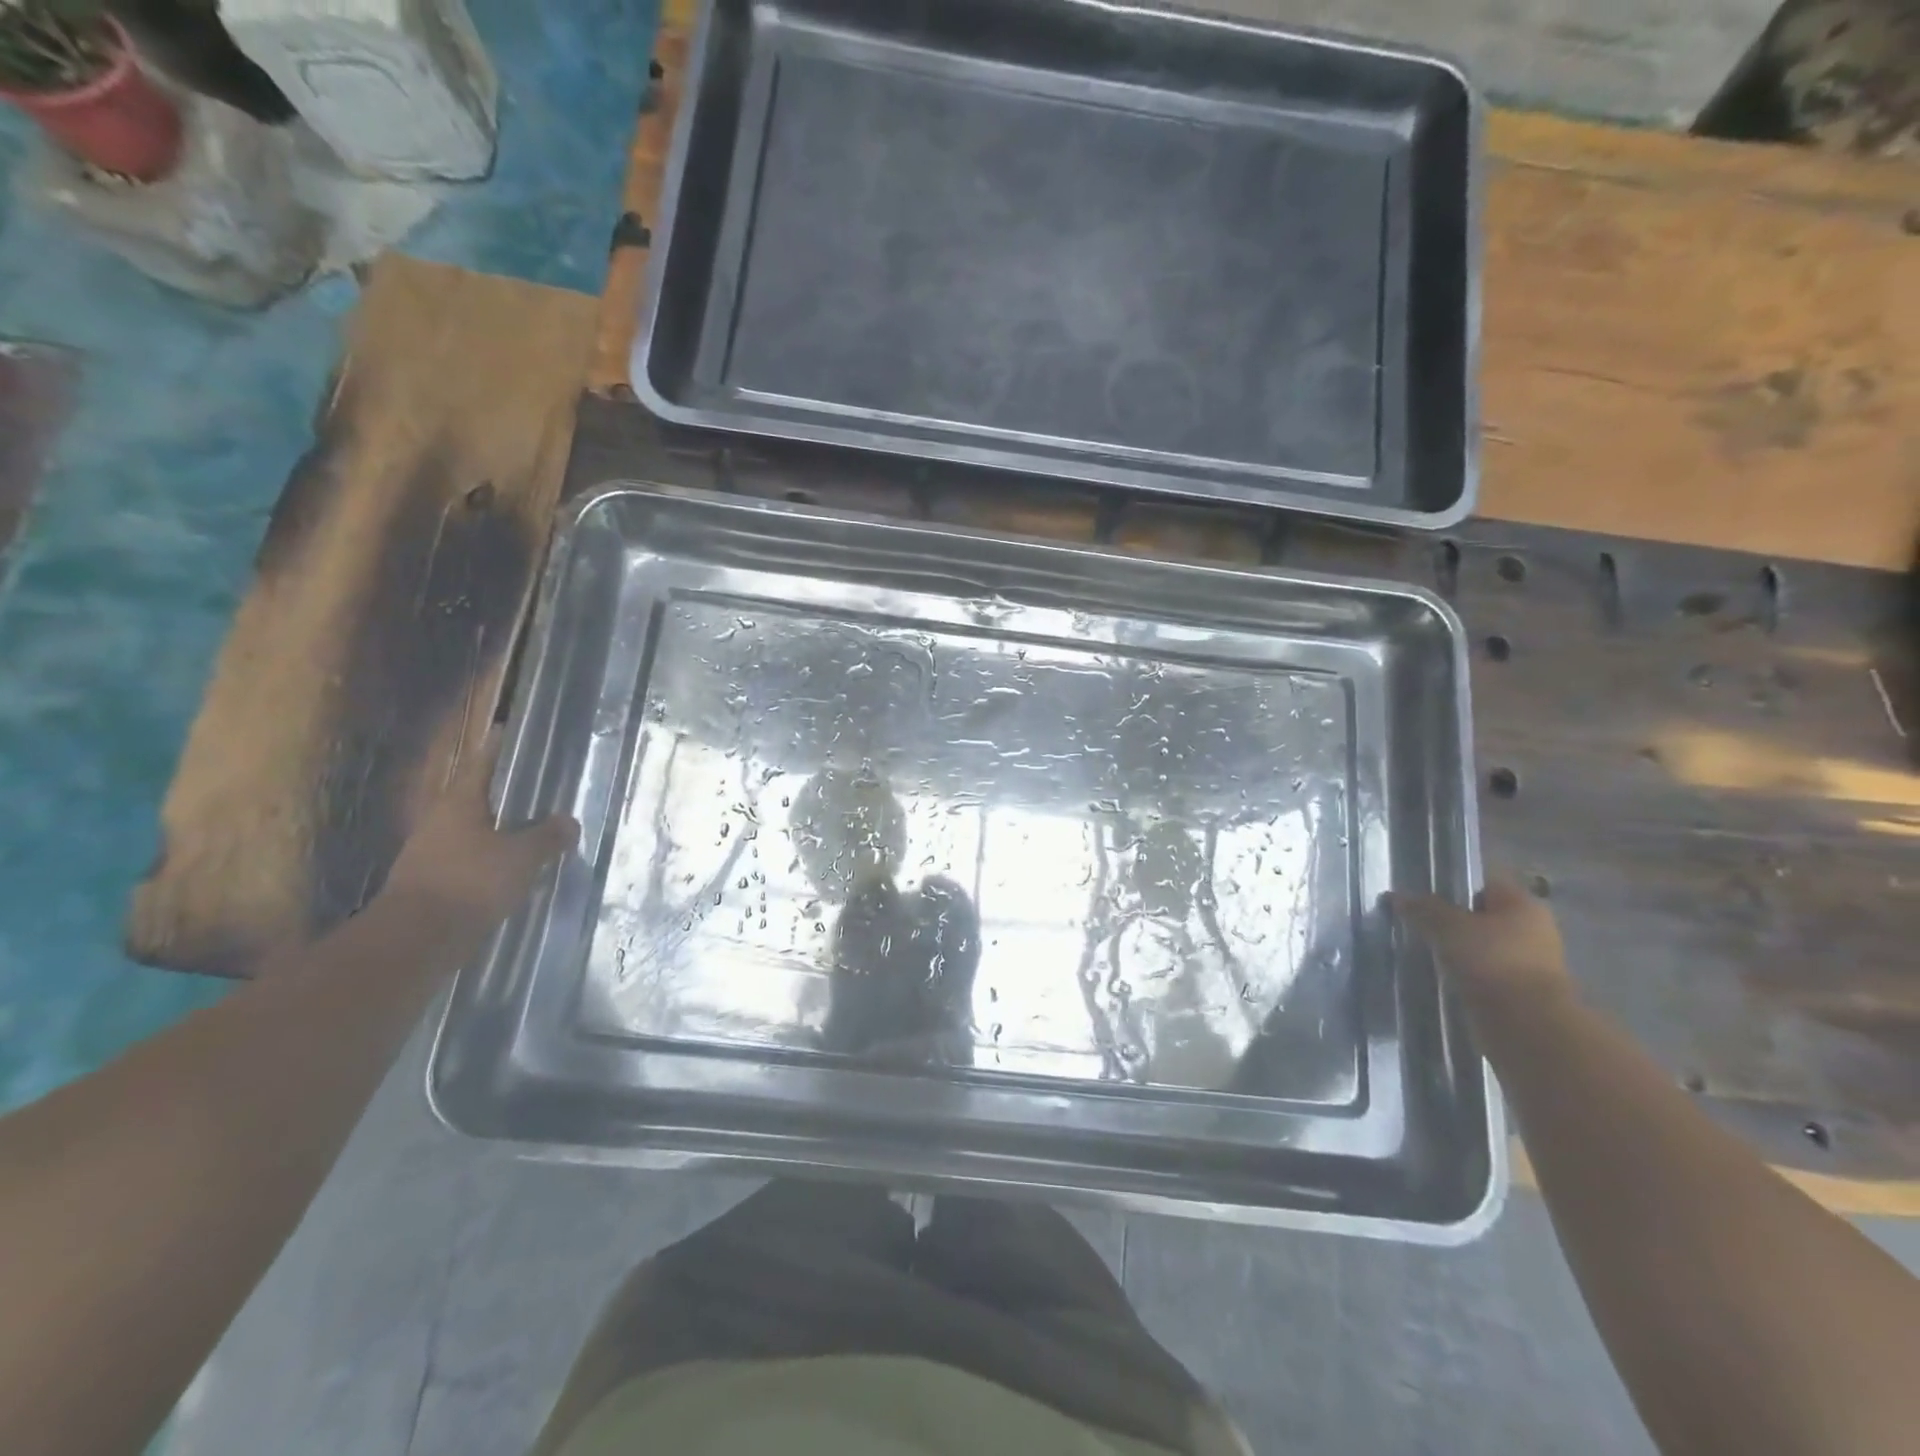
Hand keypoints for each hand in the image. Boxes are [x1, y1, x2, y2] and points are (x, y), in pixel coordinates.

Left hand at [385, 733, 577, 922]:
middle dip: (508, 792)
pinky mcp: (437, 883)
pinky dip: (495, 859)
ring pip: (477, 831)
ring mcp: (435, 853)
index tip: (514, 731)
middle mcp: (442, 821)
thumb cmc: (470, 882)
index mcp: (459, 802)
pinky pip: (473, 861)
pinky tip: (519, 868)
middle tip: (542, 786)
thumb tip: (569, 821)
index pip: (483, 763)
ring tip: (538, 829)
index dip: (500, 747)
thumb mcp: (522, 856)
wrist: (416, 940)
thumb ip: (548, 836)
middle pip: (479, 797)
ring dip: (503, 829)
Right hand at [1389, 874, 1571, 1013]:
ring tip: (1419, 946)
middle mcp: (1531, 930)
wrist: (1527, 1027)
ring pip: (1479, 945)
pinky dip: (1462, 971)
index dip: (1449, 882)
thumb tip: (1396, 895)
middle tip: (1413, 919)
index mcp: (1523, 905)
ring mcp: (1527, 963)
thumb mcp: (1448, 927)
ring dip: (1454, 947)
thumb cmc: (1492, 962)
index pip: (1482, 881)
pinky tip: (1437, 972)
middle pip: (1480, 914)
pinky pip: (1481, 971)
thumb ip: (1423, 908)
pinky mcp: (1518, 992)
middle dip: (1449, 917)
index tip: (1418, 890)